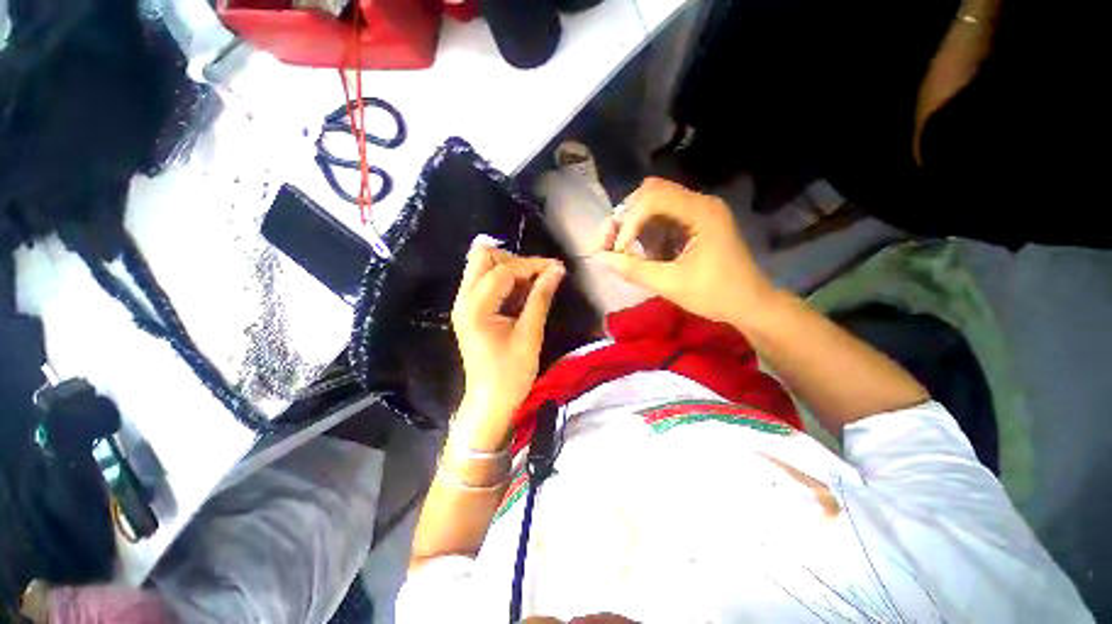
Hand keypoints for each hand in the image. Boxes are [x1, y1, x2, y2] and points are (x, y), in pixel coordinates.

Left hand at [451, 246, 564, 448]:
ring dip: (511, 270)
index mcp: (475, 307)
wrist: (490, 403)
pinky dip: (507, 282)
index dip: (532, 265)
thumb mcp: (530, 335)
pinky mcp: (471, 311)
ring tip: (535, 285)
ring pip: (484, 268)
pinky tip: (524, 295)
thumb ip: (541, 298)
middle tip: (539, 277)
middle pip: (483, 258)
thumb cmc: (511, 374)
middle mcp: (463, 300)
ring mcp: (464, 305)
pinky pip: (487, 283)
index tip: (557, 267)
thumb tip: (556, 270)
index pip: (503, 271)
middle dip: (515, 261)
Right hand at [593, 177, 773, 323]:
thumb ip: (633, 270)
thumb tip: (600, 258)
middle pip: (651, 193)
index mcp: (701, 212)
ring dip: (633, 223)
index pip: (653, 199)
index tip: (618, 252)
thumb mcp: (671, 284)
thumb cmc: (715, 295)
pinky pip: (661, 217)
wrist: (749, 305)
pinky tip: (639, 250)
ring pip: (654, 203)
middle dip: (626, 217)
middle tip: (612, 243)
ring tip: (622, 248)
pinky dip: (645, 231)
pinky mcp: (694, 223)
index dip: (628, 223)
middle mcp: (699, 203)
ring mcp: (697, 211)